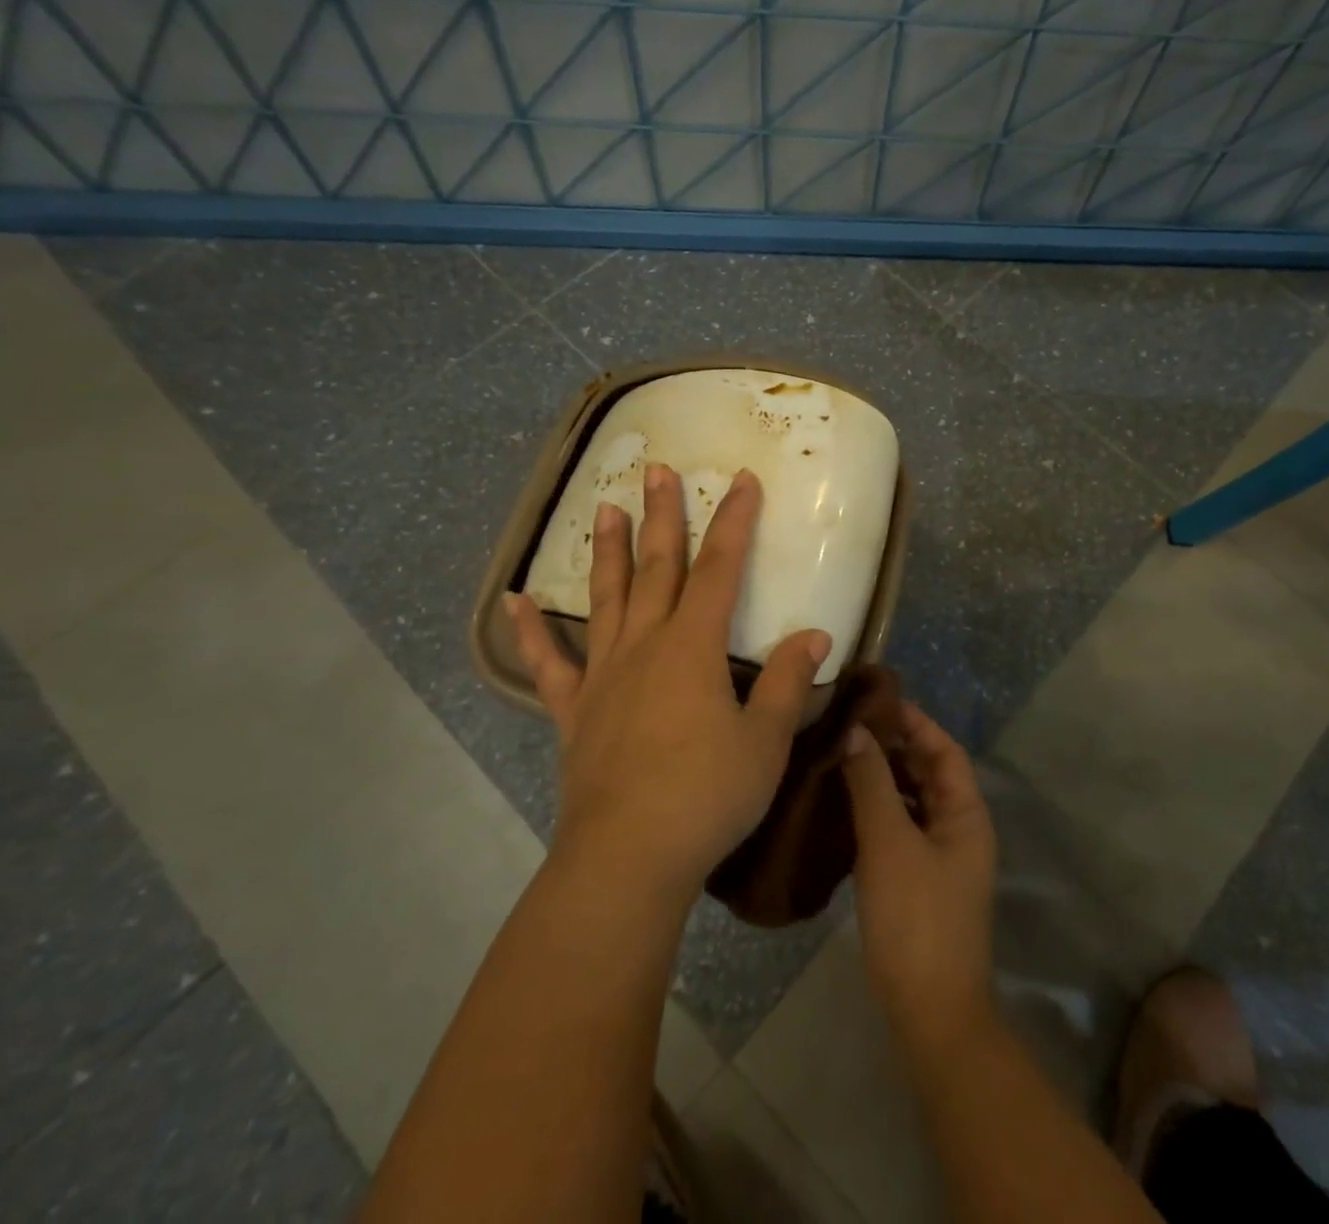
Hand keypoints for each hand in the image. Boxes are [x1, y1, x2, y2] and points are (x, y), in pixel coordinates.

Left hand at [509, 465, 831, 905]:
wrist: (628, 858)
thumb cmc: (707, 796)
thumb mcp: (766, 741)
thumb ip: (789, 682)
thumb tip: (814, 634)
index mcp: (694, 647)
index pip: (721, 568)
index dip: (734, 521)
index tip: (741, 480)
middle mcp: (645, 646)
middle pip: (657, 567)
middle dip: (662, 516)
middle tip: (657, 470)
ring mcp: (604, 675)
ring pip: (606, 599)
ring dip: (607, 552)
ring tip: (603, 508)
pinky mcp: (575, 711)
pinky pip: (549, 663)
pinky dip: (531, 631)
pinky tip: (514, 601)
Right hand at [843, 704, 997, 1062]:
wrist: (930, 1011)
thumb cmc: (916, 918)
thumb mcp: (889, 843)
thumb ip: (871, 782)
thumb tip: (853, 730)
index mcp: (966, 813)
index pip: (944, 749)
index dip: (914, 721)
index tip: (874, 700)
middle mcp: (959, 827)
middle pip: (928, 771)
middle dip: (893, 745)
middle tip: (847, 722)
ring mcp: (939, 855)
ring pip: (911, 798)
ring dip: (881, 775)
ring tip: (839, 752)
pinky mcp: (918, 878)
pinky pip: (899, 825)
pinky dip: (876, 806)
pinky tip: (842, 800)